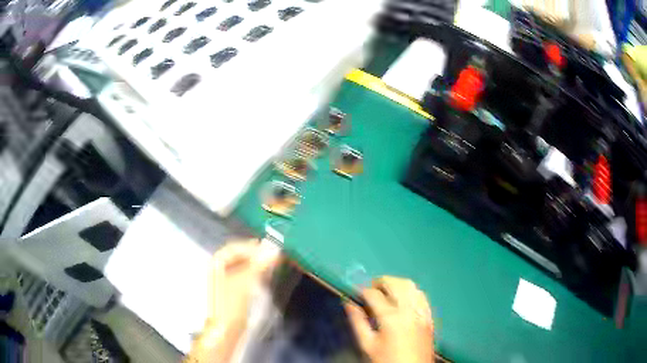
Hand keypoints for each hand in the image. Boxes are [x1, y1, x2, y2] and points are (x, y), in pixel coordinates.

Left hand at [187, 240, 279, 362]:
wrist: (226, 331)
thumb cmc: (231, 305)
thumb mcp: (244, 283)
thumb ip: (258, 264)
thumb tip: (274, 248)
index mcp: (216, 264)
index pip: (235, 248)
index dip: (252, 247)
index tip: (270, 248)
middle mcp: (218, 270)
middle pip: (238, 257)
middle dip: (255, 255)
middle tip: (273, 256)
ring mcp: (224, 282)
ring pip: (242, 267)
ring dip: (257, 264)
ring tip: (272, 265)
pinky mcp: (232, 293)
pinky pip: (244, 277)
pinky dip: (255, 274)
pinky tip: (264, 277)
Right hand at [344, 276, 433, 362]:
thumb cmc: (387, 360)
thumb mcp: (368, 344)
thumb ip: (357, 322)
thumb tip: (349, 304)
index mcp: (390, 318)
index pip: (374, 294)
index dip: (362, 291)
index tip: (356, 293)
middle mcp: (408, 310)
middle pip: (395, 283)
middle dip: (380, 281)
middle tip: (370, 289)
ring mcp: (421, 312)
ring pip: (410, 286)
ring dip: (396, 283)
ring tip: (386, 292)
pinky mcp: (429, 316)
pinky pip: (421, 295)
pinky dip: (410, 292)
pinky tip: (403, 299)